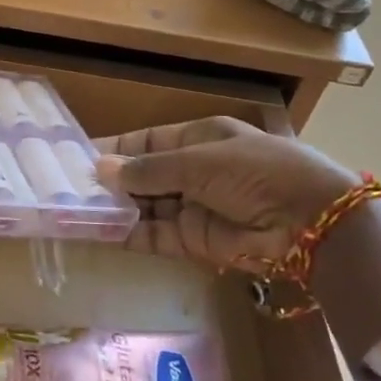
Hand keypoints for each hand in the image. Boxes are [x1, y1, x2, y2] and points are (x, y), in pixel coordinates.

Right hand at [94, 116, 359, 275]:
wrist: (312, 224)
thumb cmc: (255, 172)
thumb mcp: (199, 161)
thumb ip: (148, 170)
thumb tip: (99, 168)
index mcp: (199, 138)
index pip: (147, 142)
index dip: (116, 149)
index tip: (78, 156)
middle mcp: (194, 171)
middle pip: (144, 176)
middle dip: (111, 182)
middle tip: (68, 188)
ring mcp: (195, 207)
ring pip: (146, 206)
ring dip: (116, 208)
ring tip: (75, 211)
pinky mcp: (197, 242)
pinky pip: (156, 235)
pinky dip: (130, 234)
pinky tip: (100, 232)